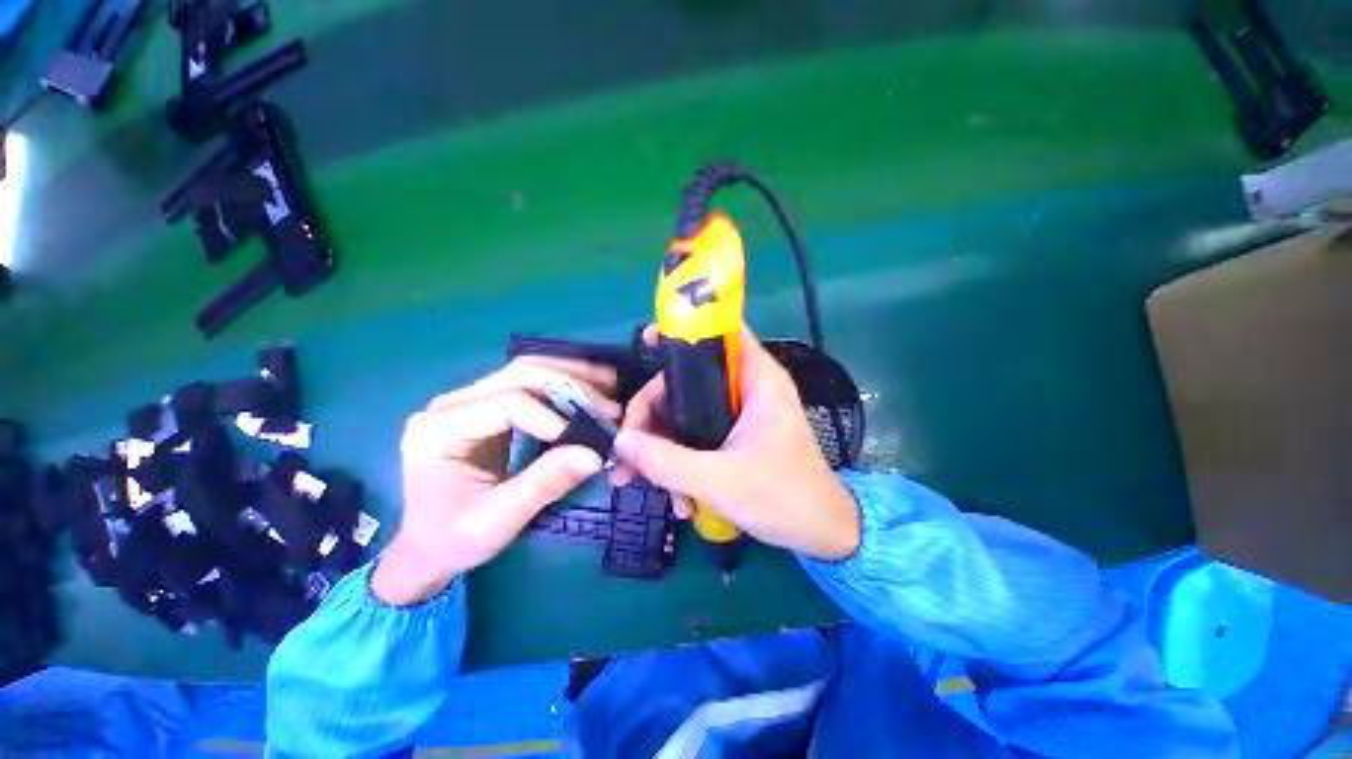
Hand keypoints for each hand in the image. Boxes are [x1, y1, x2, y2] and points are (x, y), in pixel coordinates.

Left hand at [373, 357, 619, 604]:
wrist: (426, 546)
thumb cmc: (452, 539)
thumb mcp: (497, 521)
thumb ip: (544, 484)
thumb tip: (595, 455)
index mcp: (439, 430)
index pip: (506, 404)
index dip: (552, 417)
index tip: (587, 441)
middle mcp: (451, 404)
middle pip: (519, 374)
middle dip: (571, 385)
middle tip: (610, 407)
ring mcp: (470, 400)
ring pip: (527, 370)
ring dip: (572, 376)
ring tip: (610, 385)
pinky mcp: (487, 405)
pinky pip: (530, 384)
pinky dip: (564, 385)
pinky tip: (591, 389)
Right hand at [611, 326, 859, 560]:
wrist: (823, 534)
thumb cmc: (784, 499)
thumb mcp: (720, 481)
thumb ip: (667, 461)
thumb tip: (621, 440)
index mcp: (757, 380)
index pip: (722, 331)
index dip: (684, 329)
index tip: (644, 344)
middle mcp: (747, 388)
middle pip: (686, 379)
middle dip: (653, 414)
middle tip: (630, 448)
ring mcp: (739, 413)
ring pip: (685, 411)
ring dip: (661, 446)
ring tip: (647, 485)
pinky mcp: (735, 436)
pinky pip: (695, 435)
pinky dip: (679, 460)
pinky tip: (679, 499)